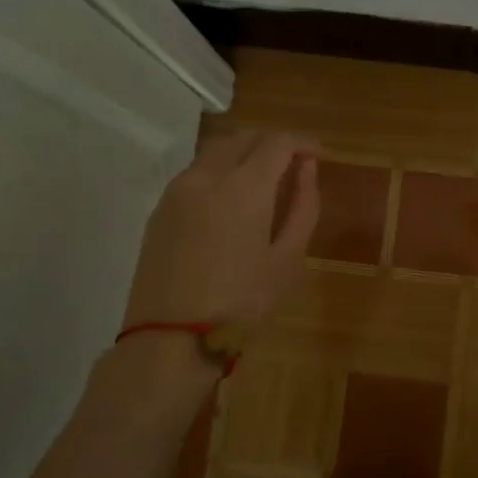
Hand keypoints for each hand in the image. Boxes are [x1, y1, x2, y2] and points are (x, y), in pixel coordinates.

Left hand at [123, 129, 319, 331]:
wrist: (169, 340)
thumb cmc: (240, 305)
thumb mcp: (287, 260)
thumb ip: (303, 207)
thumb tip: (307, 169)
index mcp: (243, 188)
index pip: (277, 142)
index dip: (302, 143)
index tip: (318, 156)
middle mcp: (206, 177)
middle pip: (244, 138)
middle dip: (273, 143)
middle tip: (294, 165)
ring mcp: (177, 191)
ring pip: (216, 151)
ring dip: (245, 153)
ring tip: (265, 181)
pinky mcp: (160, 209)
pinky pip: (196, 173)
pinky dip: (220, 171)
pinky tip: (232, 200)